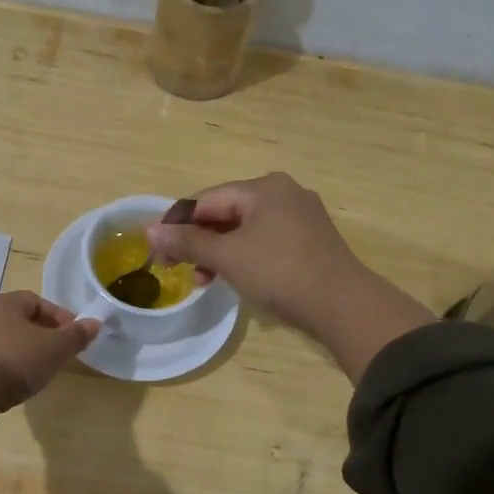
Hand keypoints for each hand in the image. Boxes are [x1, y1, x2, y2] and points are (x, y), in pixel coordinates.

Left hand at [0, 290, 98, 414]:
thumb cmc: (14, 361)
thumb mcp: (55, 349)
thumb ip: (76, 335)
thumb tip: (94, 323)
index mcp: (3, 301)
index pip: (36, 301)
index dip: (58, 317)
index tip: (73, 336)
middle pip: (16, 319)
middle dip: (39, 334)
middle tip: (56, 354)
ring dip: (18, 351)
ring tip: (34, 372)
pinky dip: (0, 366)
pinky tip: (10, 384)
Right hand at [144, 173, 364, 334]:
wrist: (343, 305)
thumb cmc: (279, 272)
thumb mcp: (228, 256)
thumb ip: (188, 241)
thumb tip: (150, 231)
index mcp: (264, 188)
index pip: (206, 199)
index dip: (176, 222)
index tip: (156, 248)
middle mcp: (283, 193)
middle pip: (225, 212)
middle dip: (198, 241)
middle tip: (176, 267)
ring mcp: (300, 217)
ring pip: (244, 230)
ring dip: (218, 253)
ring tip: (203, 281)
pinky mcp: (310, 241)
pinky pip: (264, 242)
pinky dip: (243, 257)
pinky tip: (233, 278)